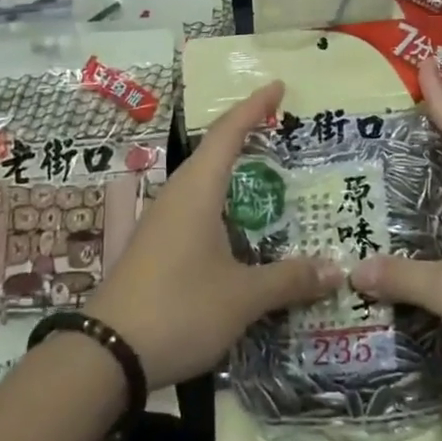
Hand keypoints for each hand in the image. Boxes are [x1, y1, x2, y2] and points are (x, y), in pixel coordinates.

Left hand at [85, 82, 342, 387]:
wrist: (105, 355)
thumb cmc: (179, 309)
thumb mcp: (243, 296)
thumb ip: (289, 279)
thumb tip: (336, 269)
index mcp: (198, 190)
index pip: (229, 133)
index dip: (254, 106)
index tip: (277, 85)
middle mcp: (177, 196)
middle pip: (214, 152)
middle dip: (247, 136)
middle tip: (282, 130)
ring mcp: (162, 222)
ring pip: (204, 184)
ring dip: (235, 174)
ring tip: (269, 176)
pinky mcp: (155, 248)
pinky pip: (196, 210)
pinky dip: (224, 206)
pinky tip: (240, 229)